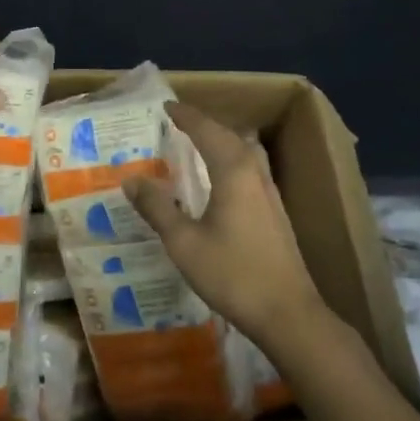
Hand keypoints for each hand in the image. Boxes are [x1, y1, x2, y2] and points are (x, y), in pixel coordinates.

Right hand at [126, 102, 327, 348]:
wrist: (288, 314)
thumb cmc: (233, 274)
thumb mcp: (184, 243)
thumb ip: (157, 208)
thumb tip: (131, 179)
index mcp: (233, 170)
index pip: (206, 130)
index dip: (185, 116)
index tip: (165, 106)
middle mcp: (254, 172)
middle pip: (228, 135)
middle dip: (203, 124)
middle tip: (177, 121)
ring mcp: (269, 192)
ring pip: (244, 151)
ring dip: (220, 140)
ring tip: (197, 143)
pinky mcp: (275, 212)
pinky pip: (249, 168)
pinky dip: (230, 159)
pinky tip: (220, 178)